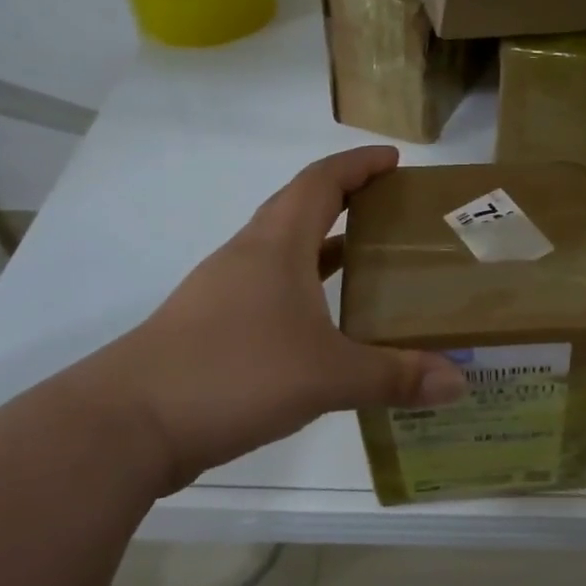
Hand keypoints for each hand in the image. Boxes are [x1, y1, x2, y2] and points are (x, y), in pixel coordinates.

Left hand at [80, 147, 466, 491]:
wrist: (126, 424)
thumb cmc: (233, 374)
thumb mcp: (327, 376)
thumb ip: (394, 376)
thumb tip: (459, 381)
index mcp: (276, 245)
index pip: (320, 182)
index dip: (358, 165)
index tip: (394, 160)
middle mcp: (248, 256)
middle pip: (299, 208)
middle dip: (346, 200)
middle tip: (392, 211)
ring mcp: (223, 292)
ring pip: (283, 252)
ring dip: (323, 247)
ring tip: (369, 263)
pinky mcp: (210, 327)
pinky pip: (269, 289)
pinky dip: (303, 288)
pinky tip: (324, 323)